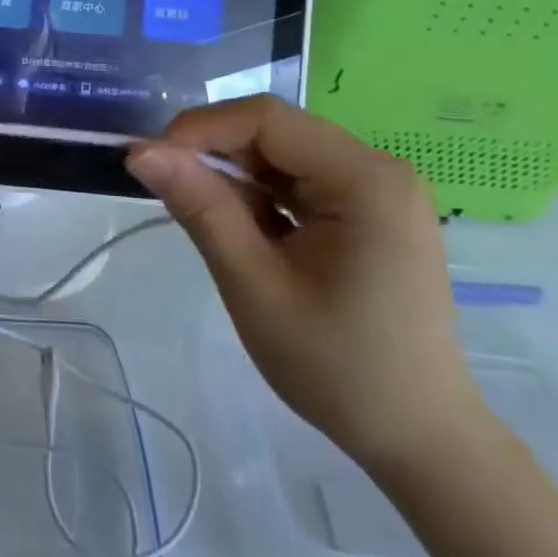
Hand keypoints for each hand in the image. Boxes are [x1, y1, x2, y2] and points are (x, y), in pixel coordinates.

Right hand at [127, 95, 487, 477]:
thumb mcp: (253, 283)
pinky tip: (243, 231)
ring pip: (280, 153)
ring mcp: (377, 190)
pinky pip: (297, 180)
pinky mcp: (367, 211)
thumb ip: (199, 207)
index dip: (200, 129)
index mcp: (365, 179)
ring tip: (205, 219)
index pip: (265, 118)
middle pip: (274, 131)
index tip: (151, 164)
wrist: (417, 438)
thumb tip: (139, 151)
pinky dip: (258, 195)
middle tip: (168, 191)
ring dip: (233, 176)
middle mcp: (378, 169)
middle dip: (213, 152)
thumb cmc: (335, 365)